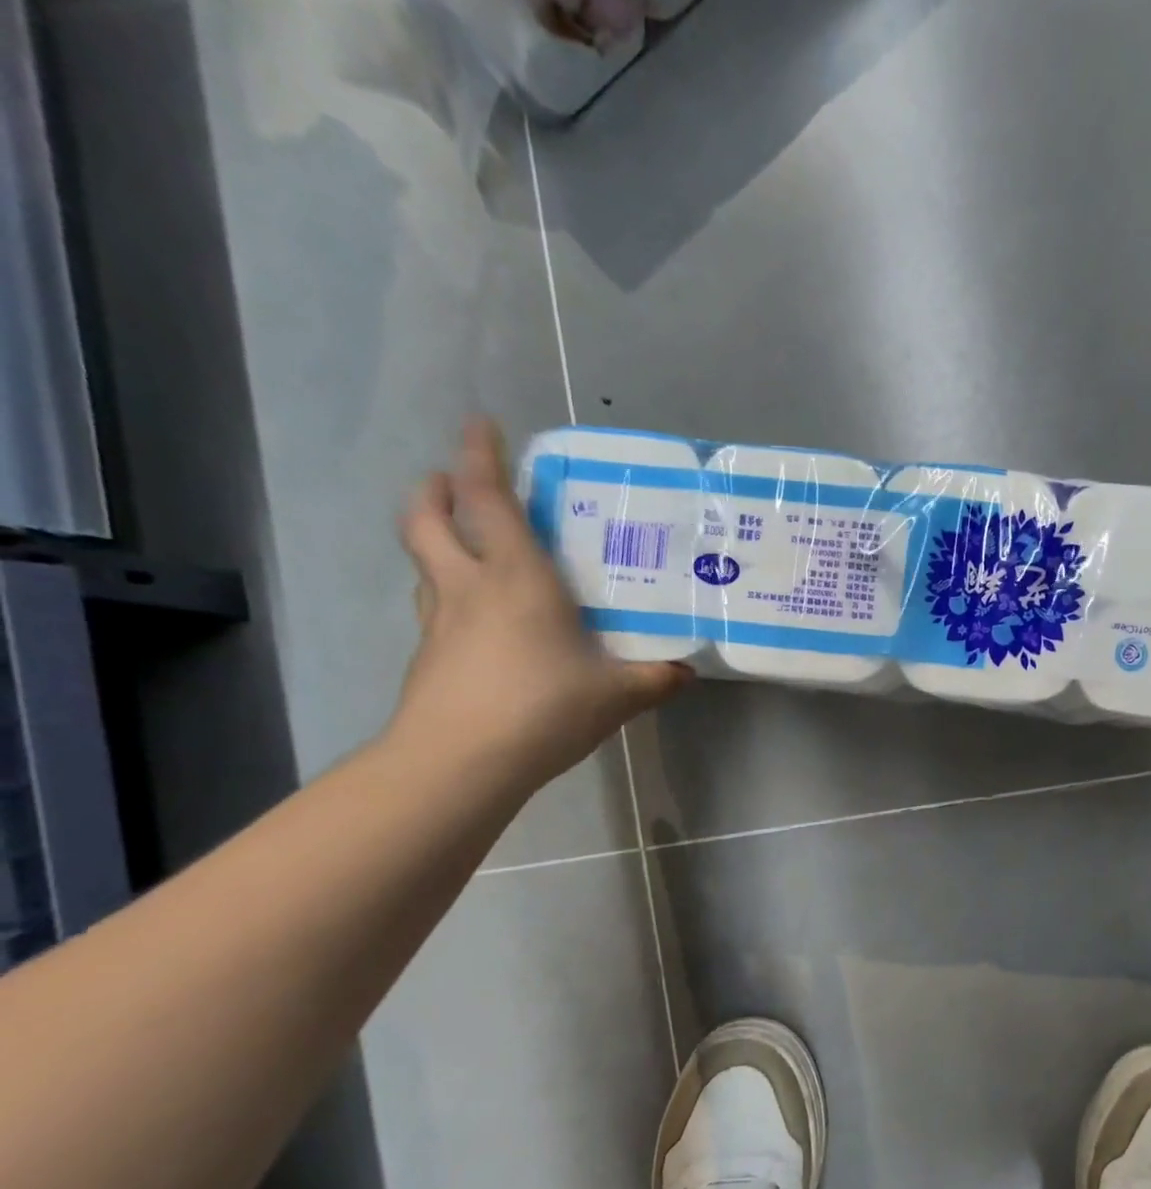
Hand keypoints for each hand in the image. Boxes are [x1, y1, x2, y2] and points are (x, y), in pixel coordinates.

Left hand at [388, 417, 688, 791]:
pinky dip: (448, 597)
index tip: (480, 424)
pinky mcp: (428, 659)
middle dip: (436, 489)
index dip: (479, 454)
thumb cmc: (542, 708)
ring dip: (436, 540)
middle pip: (428, 519)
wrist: (459, 764)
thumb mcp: (616, 695)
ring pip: (424, 564)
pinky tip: (479, 624)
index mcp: (517, 578)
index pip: (488, 499)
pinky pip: (435, 610)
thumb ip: (655, 679)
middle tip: (451, 481)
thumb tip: (688, 672)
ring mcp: (440, 623)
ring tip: (466, 547)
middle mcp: (469, 587)